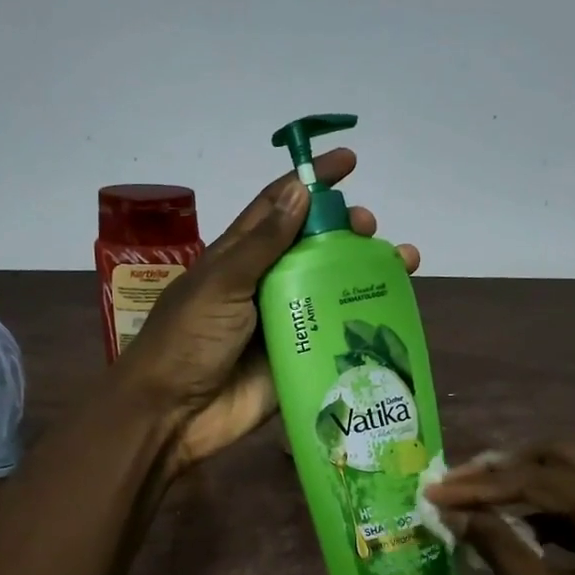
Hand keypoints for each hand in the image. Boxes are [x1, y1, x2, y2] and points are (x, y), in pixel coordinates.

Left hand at [115, 148, 420, 475]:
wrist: (174, 414)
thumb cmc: (188, 339)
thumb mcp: (221, 284)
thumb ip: (262, 243)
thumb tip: (301, 191)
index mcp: (240, 257)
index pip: (280, 206)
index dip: (312, 181)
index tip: (349, 161)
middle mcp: (266, 284)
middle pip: (314, 247)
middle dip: (345, 230)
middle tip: (370, 228)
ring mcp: (285, 323)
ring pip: (332, 289)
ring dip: (365, 272)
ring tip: (400, 262)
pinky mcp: (299, 358)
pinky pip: (336, 336)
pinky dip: (364, 321)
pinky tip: (394, 311)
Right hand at [425, 442, 574, 574]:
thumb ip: (501, 550)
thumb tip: (454, 513)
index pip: (537, 480)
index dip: (480, 486)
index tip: (435, 490)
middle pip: (561, 456)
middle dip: (505, 467)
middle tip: (458, 482)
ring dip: (530, 478)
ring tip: (480, 494)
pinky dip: (558, 499)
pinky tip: (523, 517)